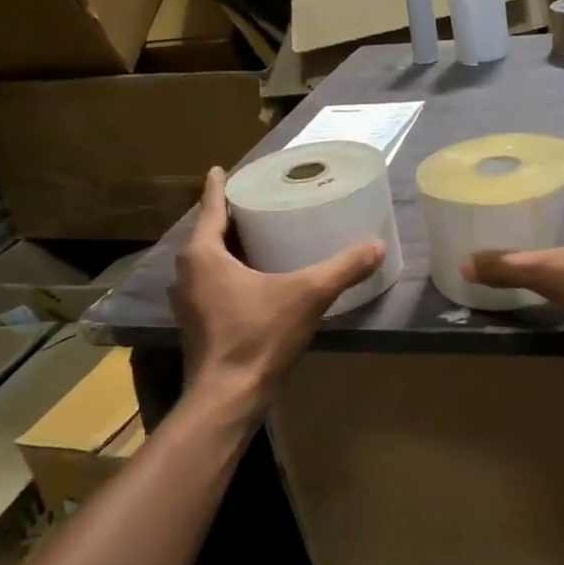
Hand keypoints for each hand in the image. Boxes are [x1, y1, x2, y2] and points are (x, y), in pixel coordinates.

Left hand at [172, 167, 383, 411]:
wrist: (228, 396)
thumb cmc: (259, 336)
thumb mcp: (308, 295)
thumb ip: (343, 268)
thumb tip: (378, 246)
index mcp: (202, 255)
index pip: (210, 208)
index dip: (218, 186)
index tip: (221, 168)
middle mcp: (186, 273)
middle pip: (209, 233)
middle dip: (230, 217)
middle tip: (257, 201)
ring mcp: (187, 301)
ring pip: (208, 261)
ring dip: (229, 247)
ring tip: (259, 235)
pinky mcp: (197, 324)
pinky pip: (211, 283)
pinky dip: (229, 272)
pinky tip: (255, 278)